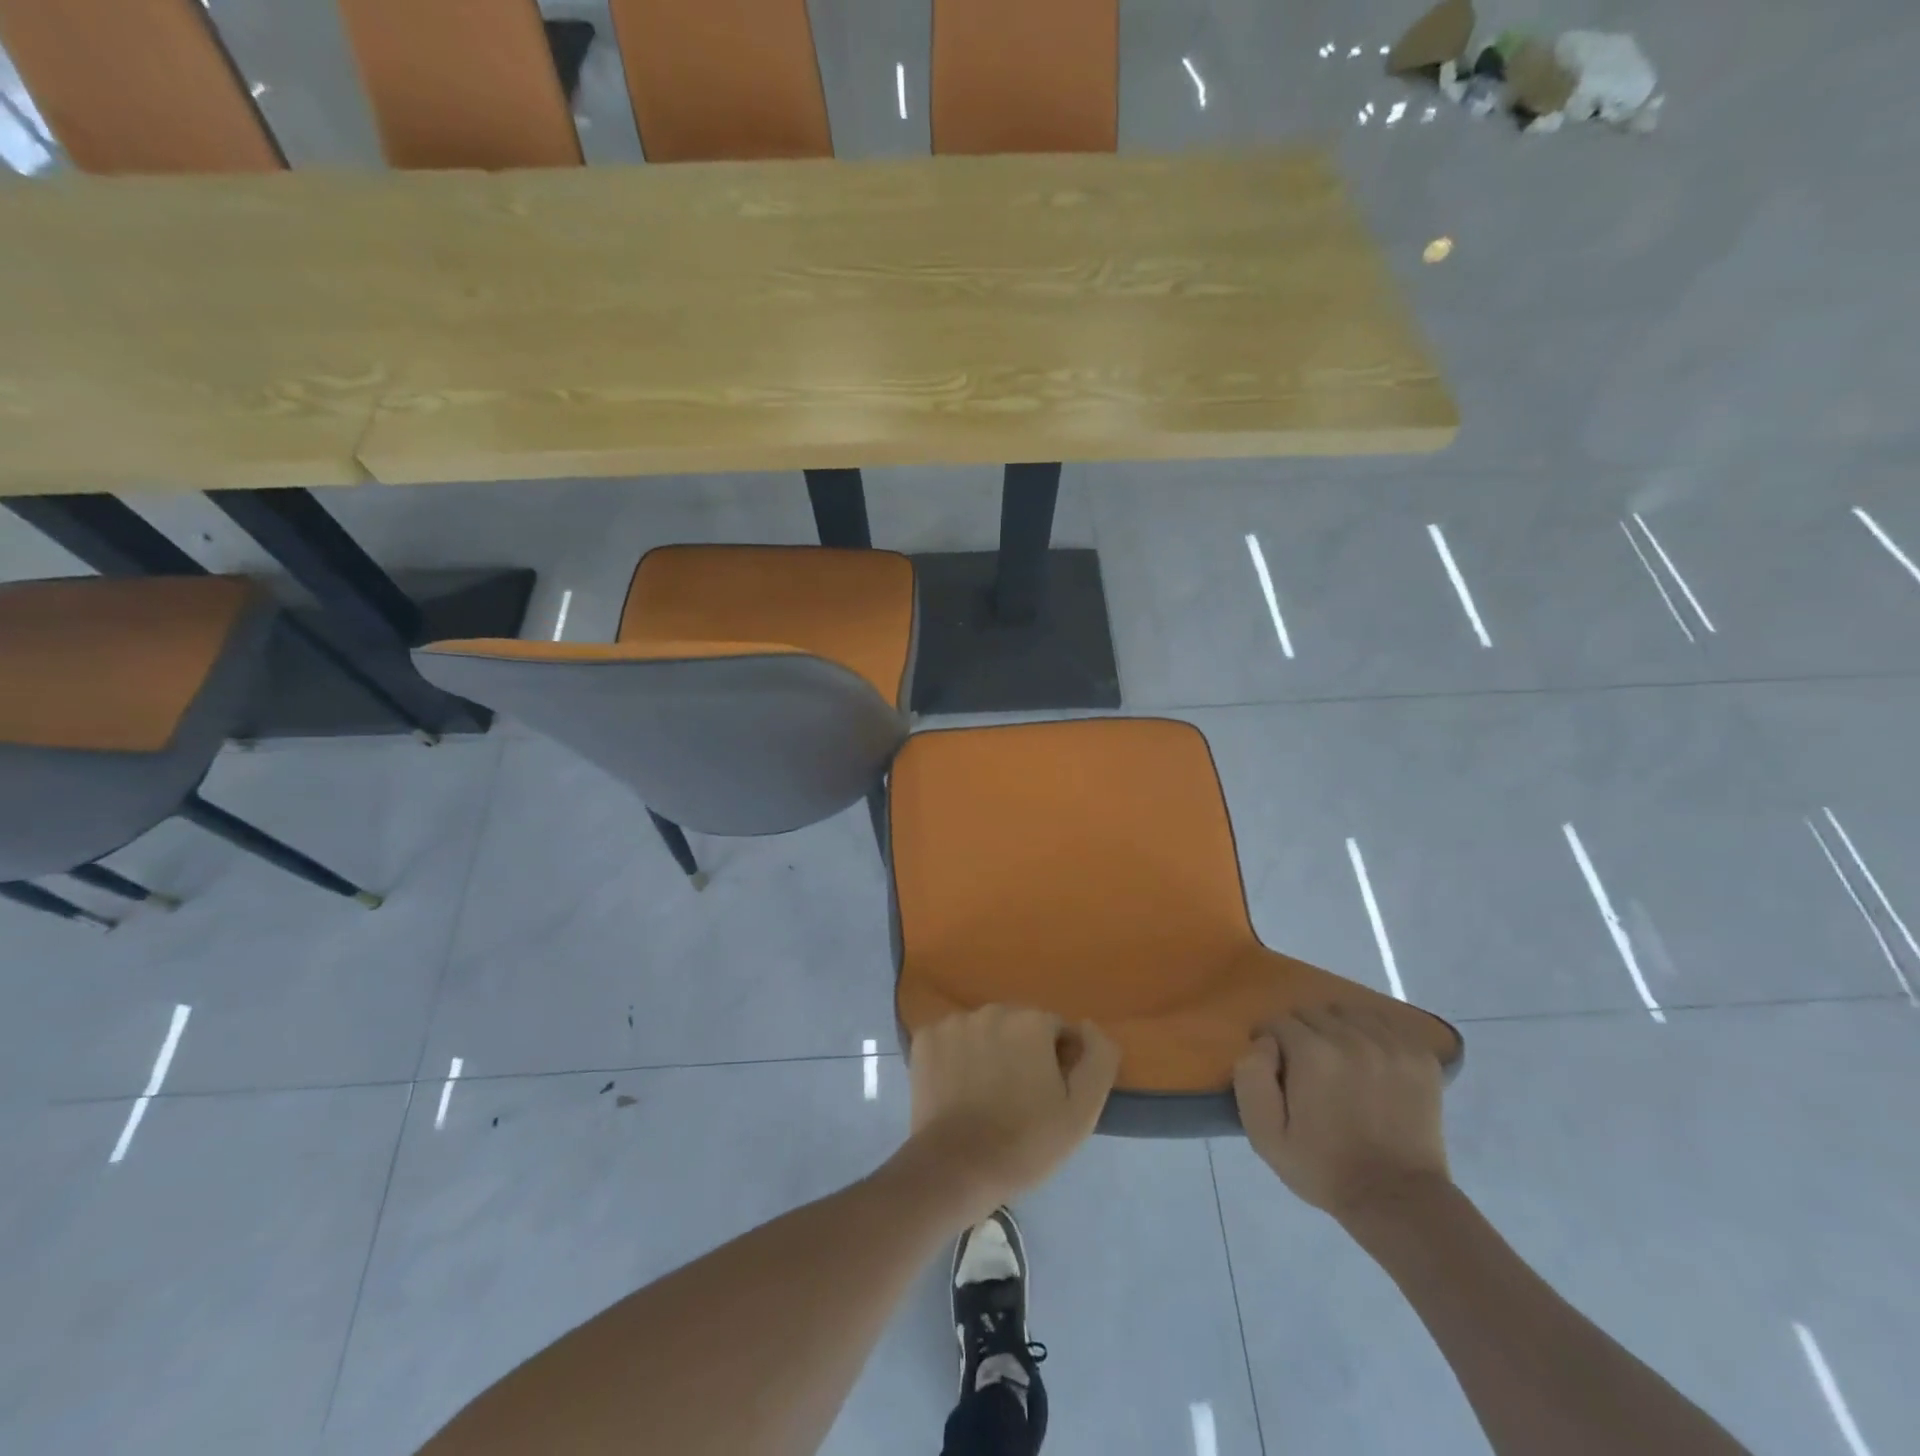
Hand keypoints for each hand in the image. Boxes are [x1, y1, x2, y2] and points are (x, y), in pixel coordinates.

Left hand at [905, 1006, 1119, 1225]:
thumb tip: (1087, 1027)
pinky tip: (958, 1088)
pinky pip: (952, 1040)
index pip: (1057, 1031)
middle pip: (1019, 1026)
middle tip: (1019, 1098)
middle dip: (1023, 1052)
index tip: (1050, 1096)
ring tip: (986, 1096)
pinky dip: (957, 1056)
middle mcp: (992, 1010)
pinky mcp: (925, 1039)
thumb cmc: (1025, 1142)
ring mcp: (954, 1022)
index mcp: (1031, 1021)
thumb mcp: (1082, 1111)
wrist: (955, 1169)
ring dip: (990, 1051)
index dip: (1059, 1063)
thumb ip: (1098, 1059)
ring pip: (984, 1031)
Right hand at [1232, 1005, 1450, 1224]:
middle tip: (1306, 1068)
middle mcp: (1351, 1038)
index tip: (1275, 1068)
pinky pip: (1384, 1023)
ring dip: (1336, 1030)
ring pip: (1347, 1012)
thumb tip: (1263, 1041)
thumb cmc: (1324, 1168)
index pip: (1277, 1021)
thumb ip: (1250, 1077)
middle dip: (1301, 1034)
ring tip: (1339, 1062)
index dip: (1270, 1042)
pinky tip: (1369, 1060)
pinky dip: (1371, 1034)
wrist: (1398, 1200)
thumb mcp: (1265, 1134)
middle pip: (1311, 1012)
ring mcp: (1391, 1044)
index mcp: (1312, 1053)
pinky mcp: (1420, 1055)